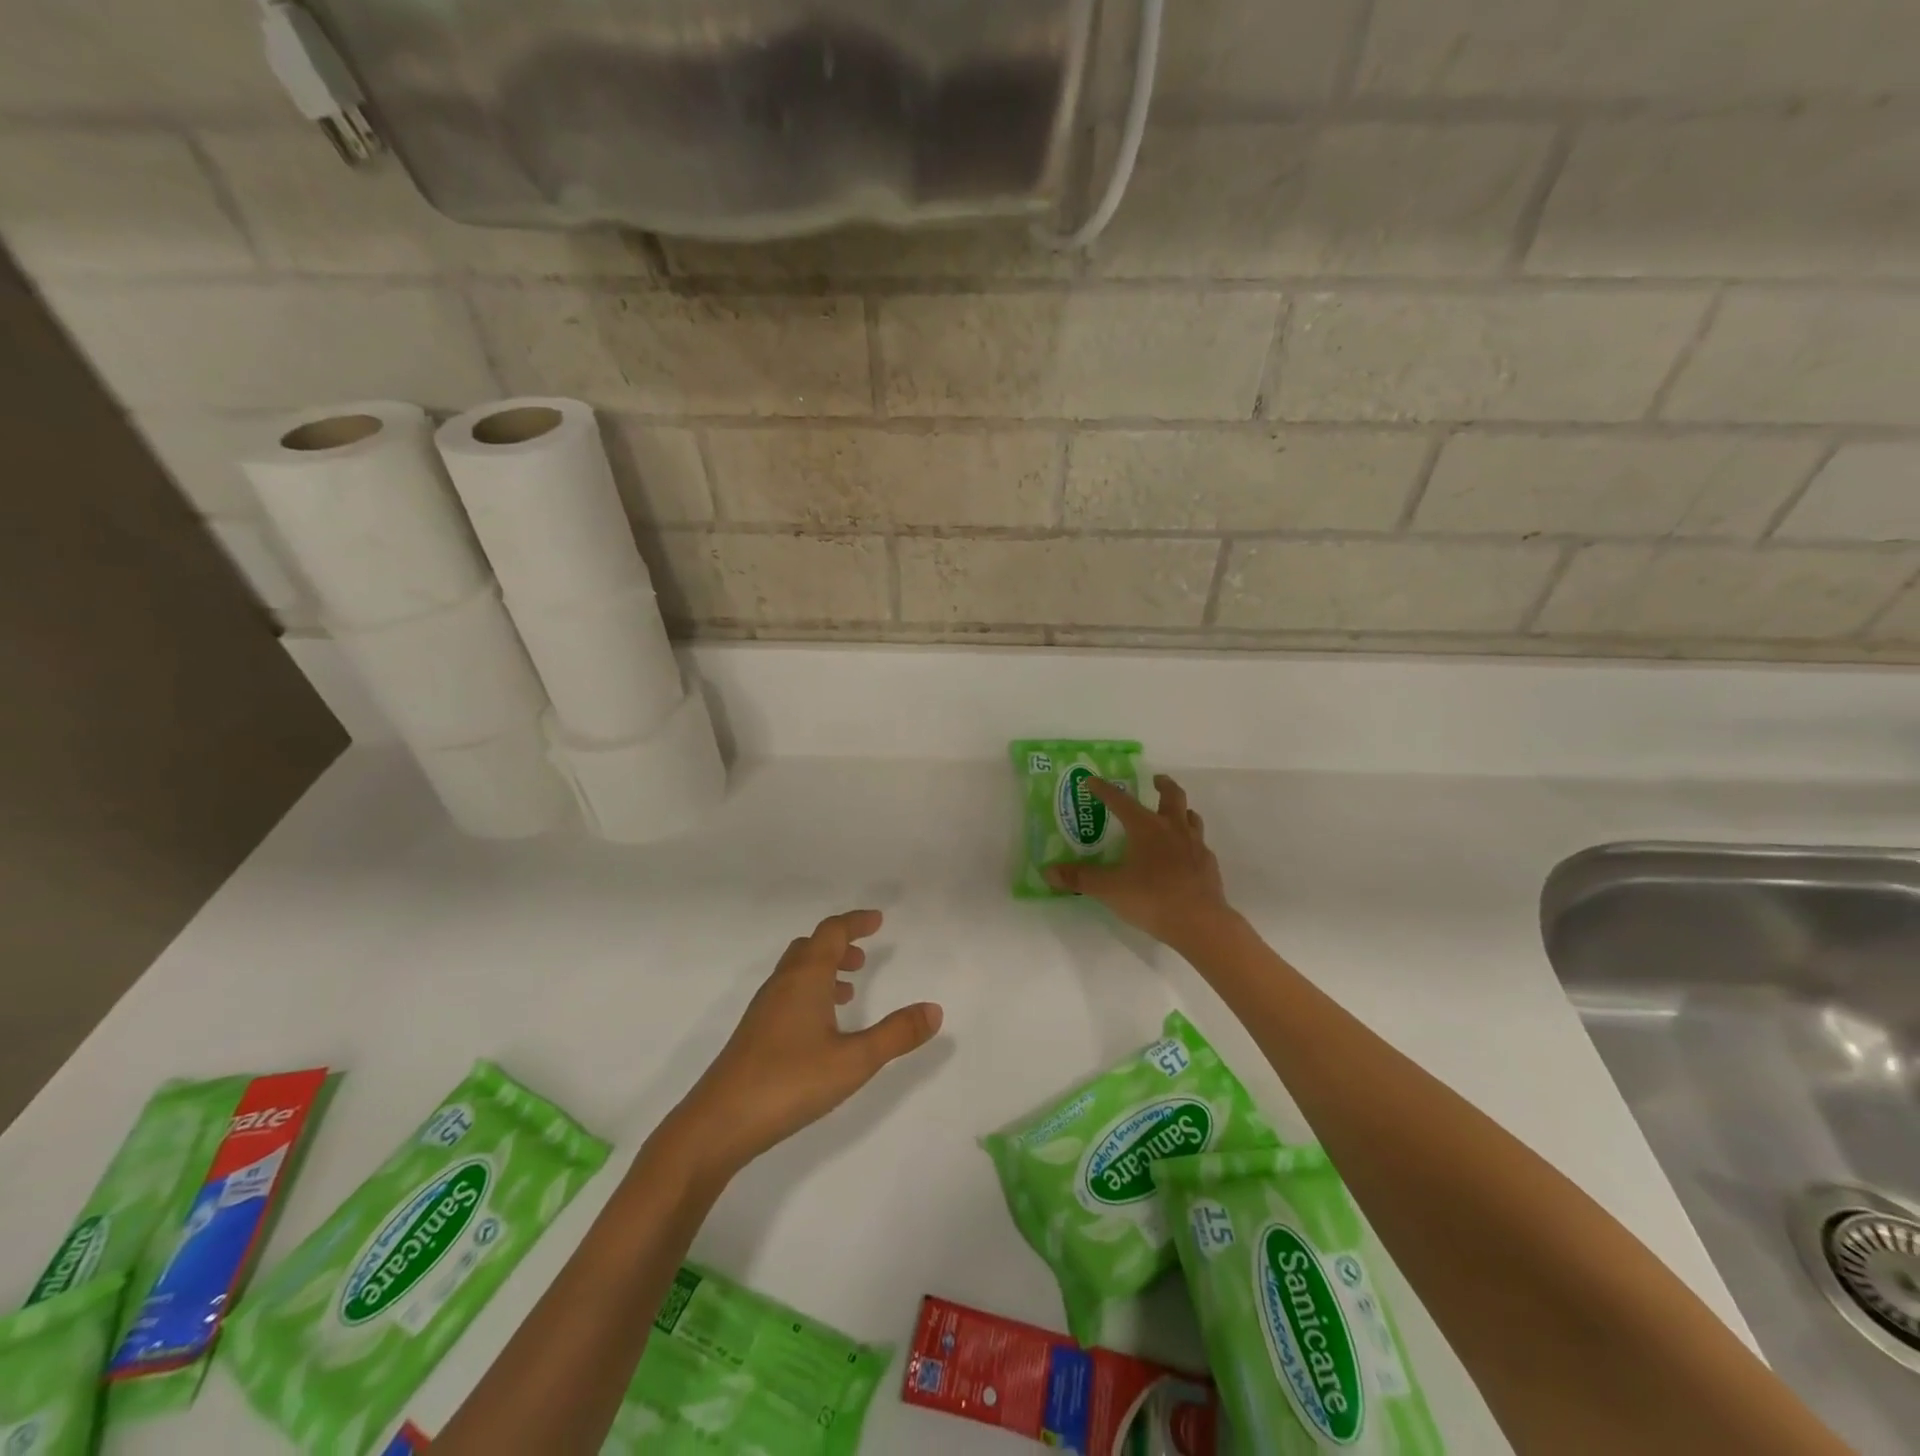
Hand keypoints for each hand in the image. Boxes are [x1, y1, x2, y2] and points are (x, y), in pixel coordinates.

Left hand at [663, 910, 941, 1182]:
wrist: (719, 1123)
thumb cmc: (790, 1082)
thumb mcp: (855, 1060)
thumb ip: (896, 1034)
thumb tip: (934, 1009)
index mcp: (806, 977)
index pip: (832, 932)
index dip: (856, 922)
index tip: (879, 921)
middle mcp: (783, 983)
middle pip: (811, 946)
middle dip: (840, 944)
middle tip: (865, 956)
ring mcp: (764, 1008)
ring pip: (797, 971)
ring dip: (825, 969)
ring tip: (850, 990)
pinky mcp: (755, 1033)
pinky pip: (788, 994)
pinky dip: (810, 992)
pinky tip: (821, 1027)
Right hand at [1043, 774, 1233, 947]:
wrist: (1201, 923)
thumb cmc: (1152, 899)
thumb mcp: (1109, 889)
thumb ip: (1080, 879)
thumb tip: (1048, 872)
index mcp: (1146, 828)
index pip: (1121, 801)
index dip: (1104, 790)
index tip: (1092, 781)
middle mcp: (1173, 829)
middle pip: (1172, 796)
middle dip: (1162, 785)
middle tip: (1155, 780)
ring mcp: (1195, 846)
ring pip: (1191, 817)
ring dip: (1181, 810)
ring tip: (1173, 813)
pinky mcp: (1208, 865)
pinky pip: (1200, 844)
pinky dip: (1190, 842)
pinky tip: (1184, 855)